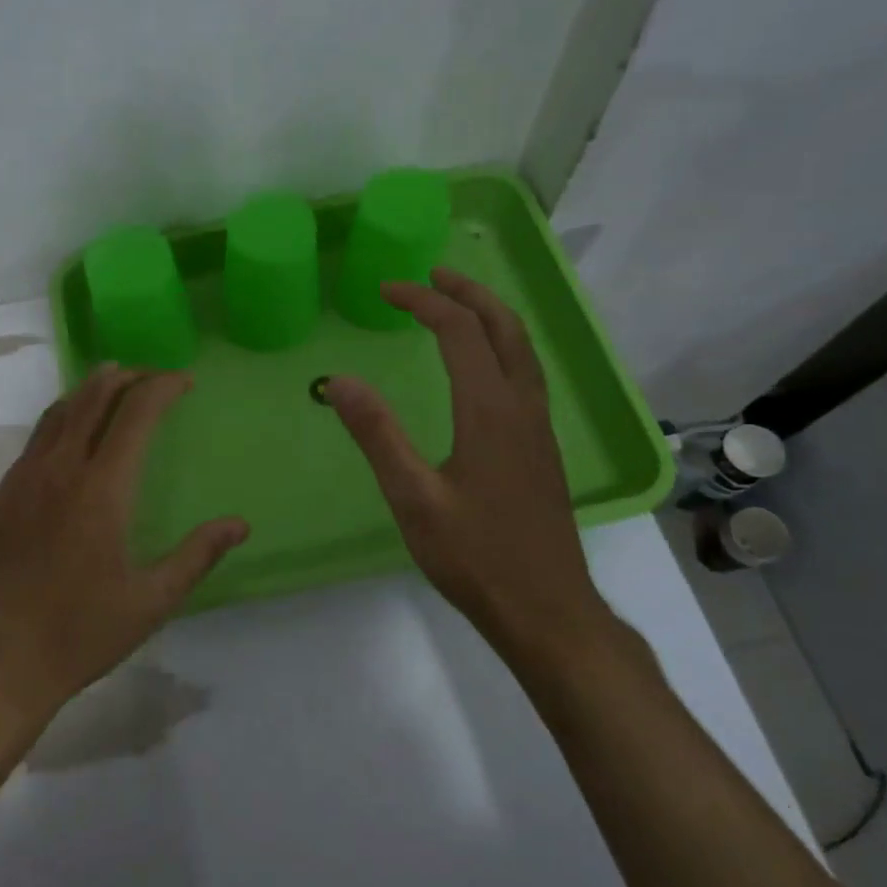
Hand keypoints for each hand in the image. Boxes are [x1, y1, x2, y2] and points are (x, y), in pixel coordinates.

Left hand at [0, 365, 248, 728]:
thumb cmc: (80, 634)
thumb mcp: (152, 601)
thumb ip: (197, 555)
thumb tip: (240, 524)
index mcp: (101, 489)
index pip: (135, 413)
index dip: (163, 387)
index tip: (186, 382)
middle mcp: (59, 470)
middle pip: (93, 397)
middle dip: (127, 376)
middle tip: (154, 376)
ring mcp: (22, 480)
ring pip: (58, 412)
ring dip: (90, 391)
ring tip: (114, 387)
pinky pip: (35, 440)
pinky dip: (62, 420)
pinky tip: (72, 438)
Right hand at [324, 267, 614, 668]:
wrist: (547, 610)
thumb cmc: (475, 556)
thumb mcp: (413, 497)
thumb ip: (377, 434)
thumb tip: (339, 380)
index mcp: (490, 410)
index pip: (458, 331)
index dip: (423, 301)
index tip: (386, 290)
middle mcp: (522, 407)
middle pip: (503, 327)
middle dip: (467, 292)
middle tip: (430, 276)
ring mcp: (539, 428)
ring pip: (521, 349)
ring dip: (489, 316)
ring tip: (455, 305)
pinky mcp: (542, 449)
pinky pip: (525, 374)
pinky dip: (500, 346)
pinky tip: (481, 367)